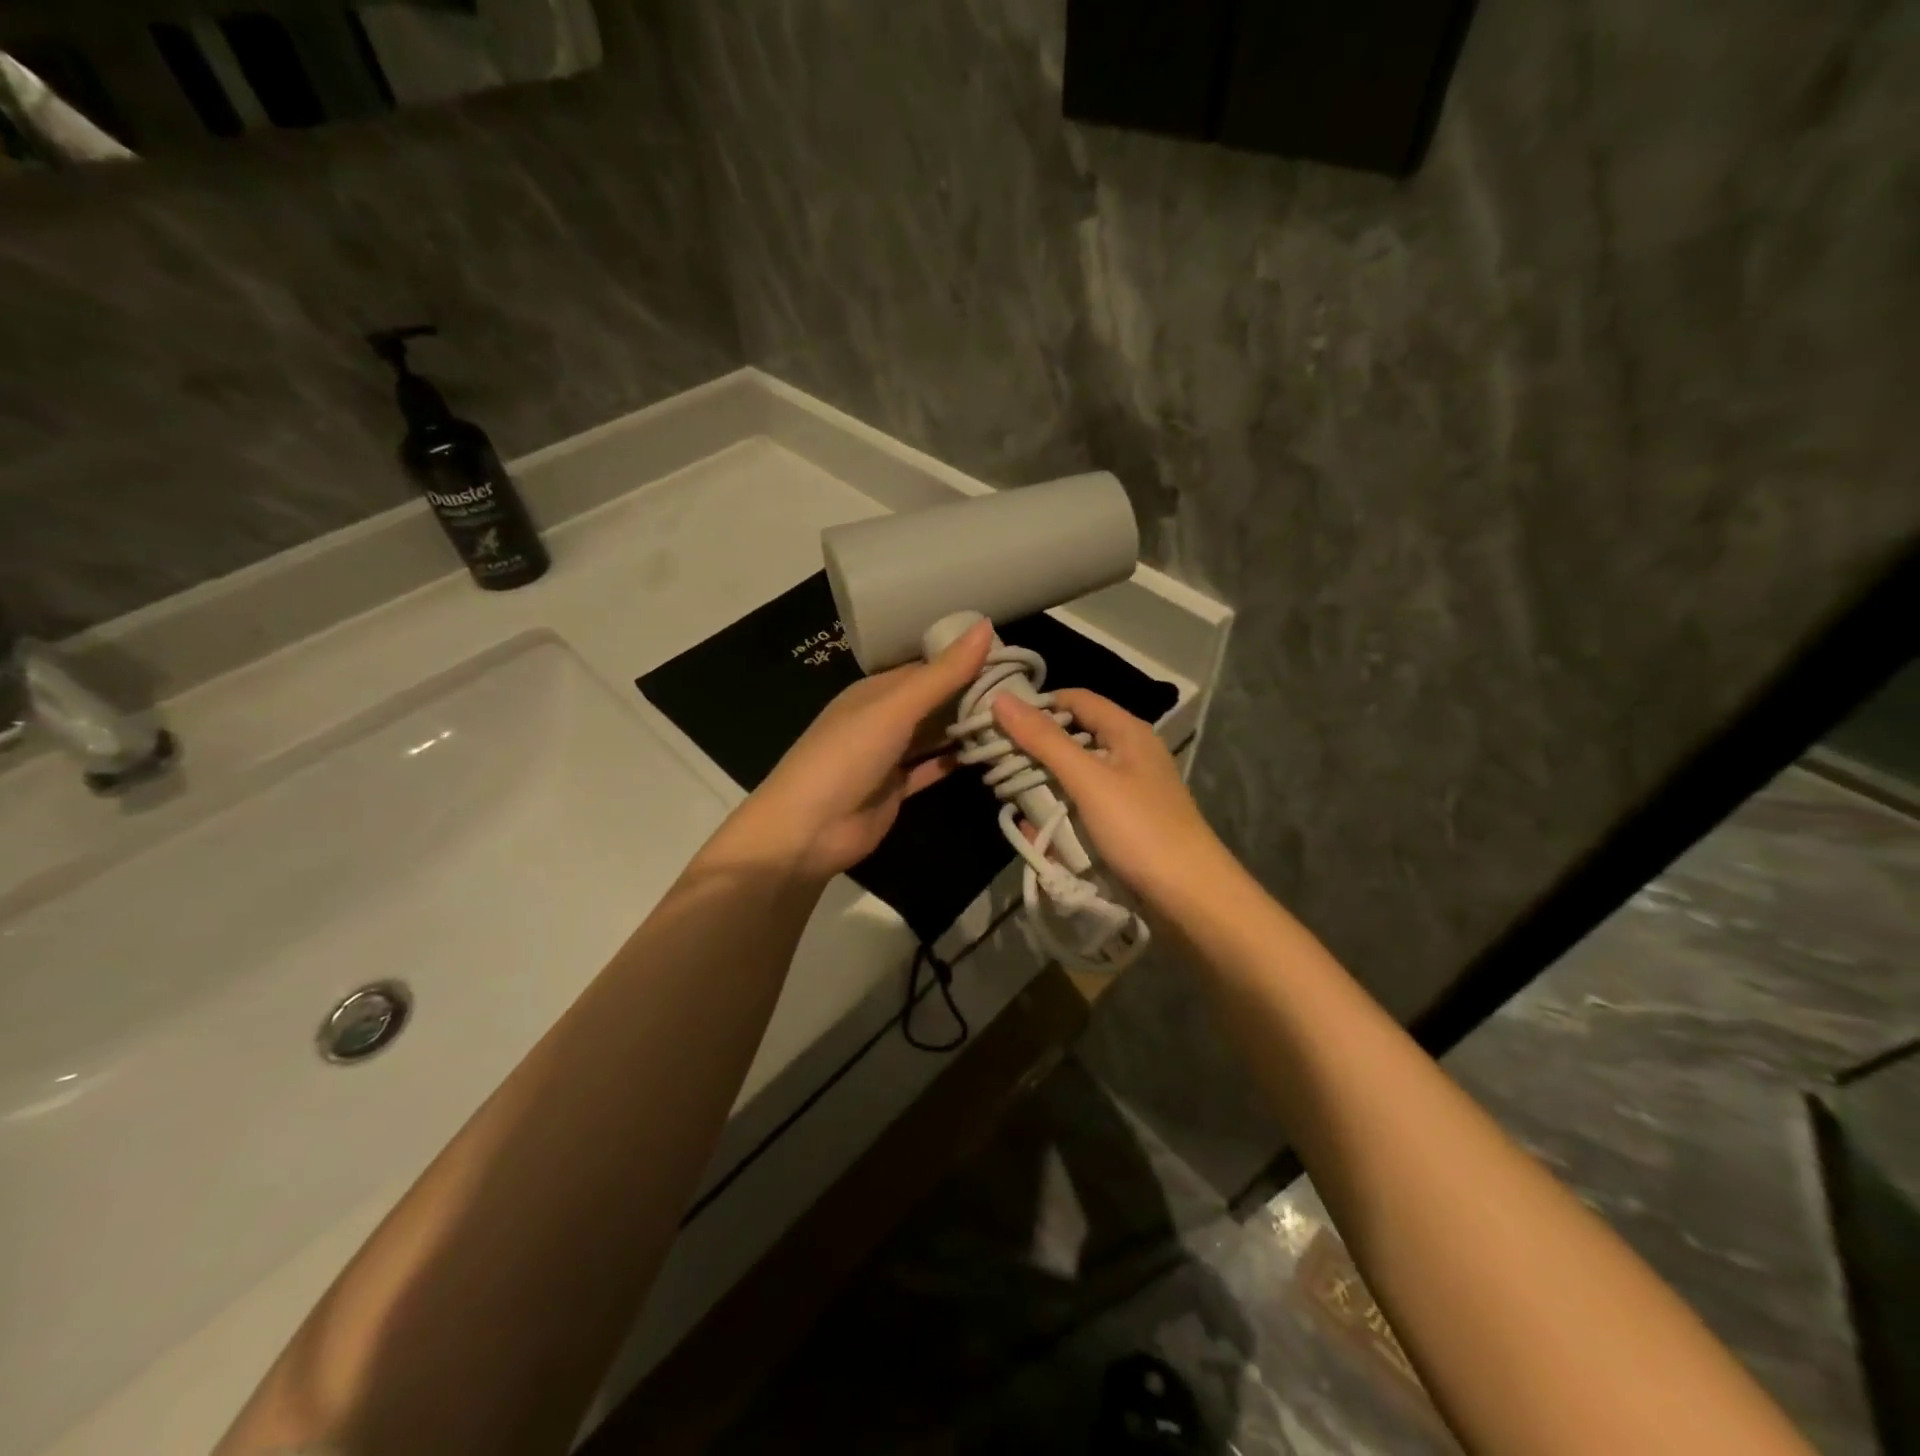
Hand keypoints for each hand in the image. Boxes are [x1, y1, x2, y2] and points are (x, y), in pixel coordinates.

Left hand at [722, 620, 993, 880]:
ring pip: (936, 735)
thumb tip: (987, 626)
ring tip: (1018, 721)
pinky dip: (957, 761)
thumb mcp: (895, 709)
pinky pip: (933, 767)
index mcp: (877, 691)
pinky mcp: (897, 789)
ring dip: (968, 729)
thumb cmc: (847, 757)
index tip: (1015, 660)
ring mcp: (890, 755)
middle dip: (973, 696)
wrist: (808, 830)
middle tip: (1027, 692)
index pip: (929, 667)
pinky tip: (991, 754)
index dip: (968, 661)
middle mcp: (884, 718)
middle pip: (935, 701)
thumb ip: (942, 674)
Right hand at [991, 689, 1229, 906]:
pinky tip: (1038, 831)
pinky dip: (1061, 812)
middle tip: (995, 763)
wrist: (1190, 896)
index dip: (1037, 705)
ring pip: (1076, 774)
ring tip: (1010, 798)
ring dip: (1045, 784)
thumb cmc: (1140, 829)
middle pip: (1074, 736)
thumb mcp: (1088, 780)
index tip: (997, 722)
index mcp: (1128, 731)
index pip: (1075, 699)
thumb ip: (1044, 740)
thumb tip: (1000, 699)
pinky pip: (1084, 805)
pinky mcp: (1127, 821)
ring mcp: (1130, 789)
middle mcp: (1130, 753)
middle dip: (1035, 749)